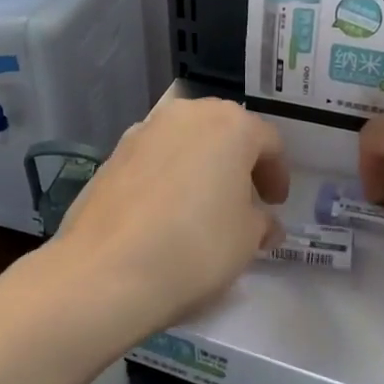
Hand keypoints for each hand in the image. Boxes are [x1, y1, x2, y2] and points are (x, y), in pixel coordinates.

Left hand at [49, 95, 288, 340]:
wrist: (107, 269)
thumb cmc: (195, 246)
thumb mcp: (247, 239)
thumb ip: (261, 222)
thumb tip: (263, 222)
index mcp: (230, 124)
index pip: (268, 141)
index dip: (277, 174)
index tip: (276, 203)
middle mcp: (187, 114)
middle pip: (224, 131)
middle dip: (238, 162)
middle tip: (244, 199)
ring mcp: (144, 130)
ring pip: (186, 140)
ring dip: (200, 165)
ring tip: (203, 205)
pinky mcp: (112, 154)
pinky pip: (154, 158)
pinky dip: (167, 175)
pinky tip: (165, 211)